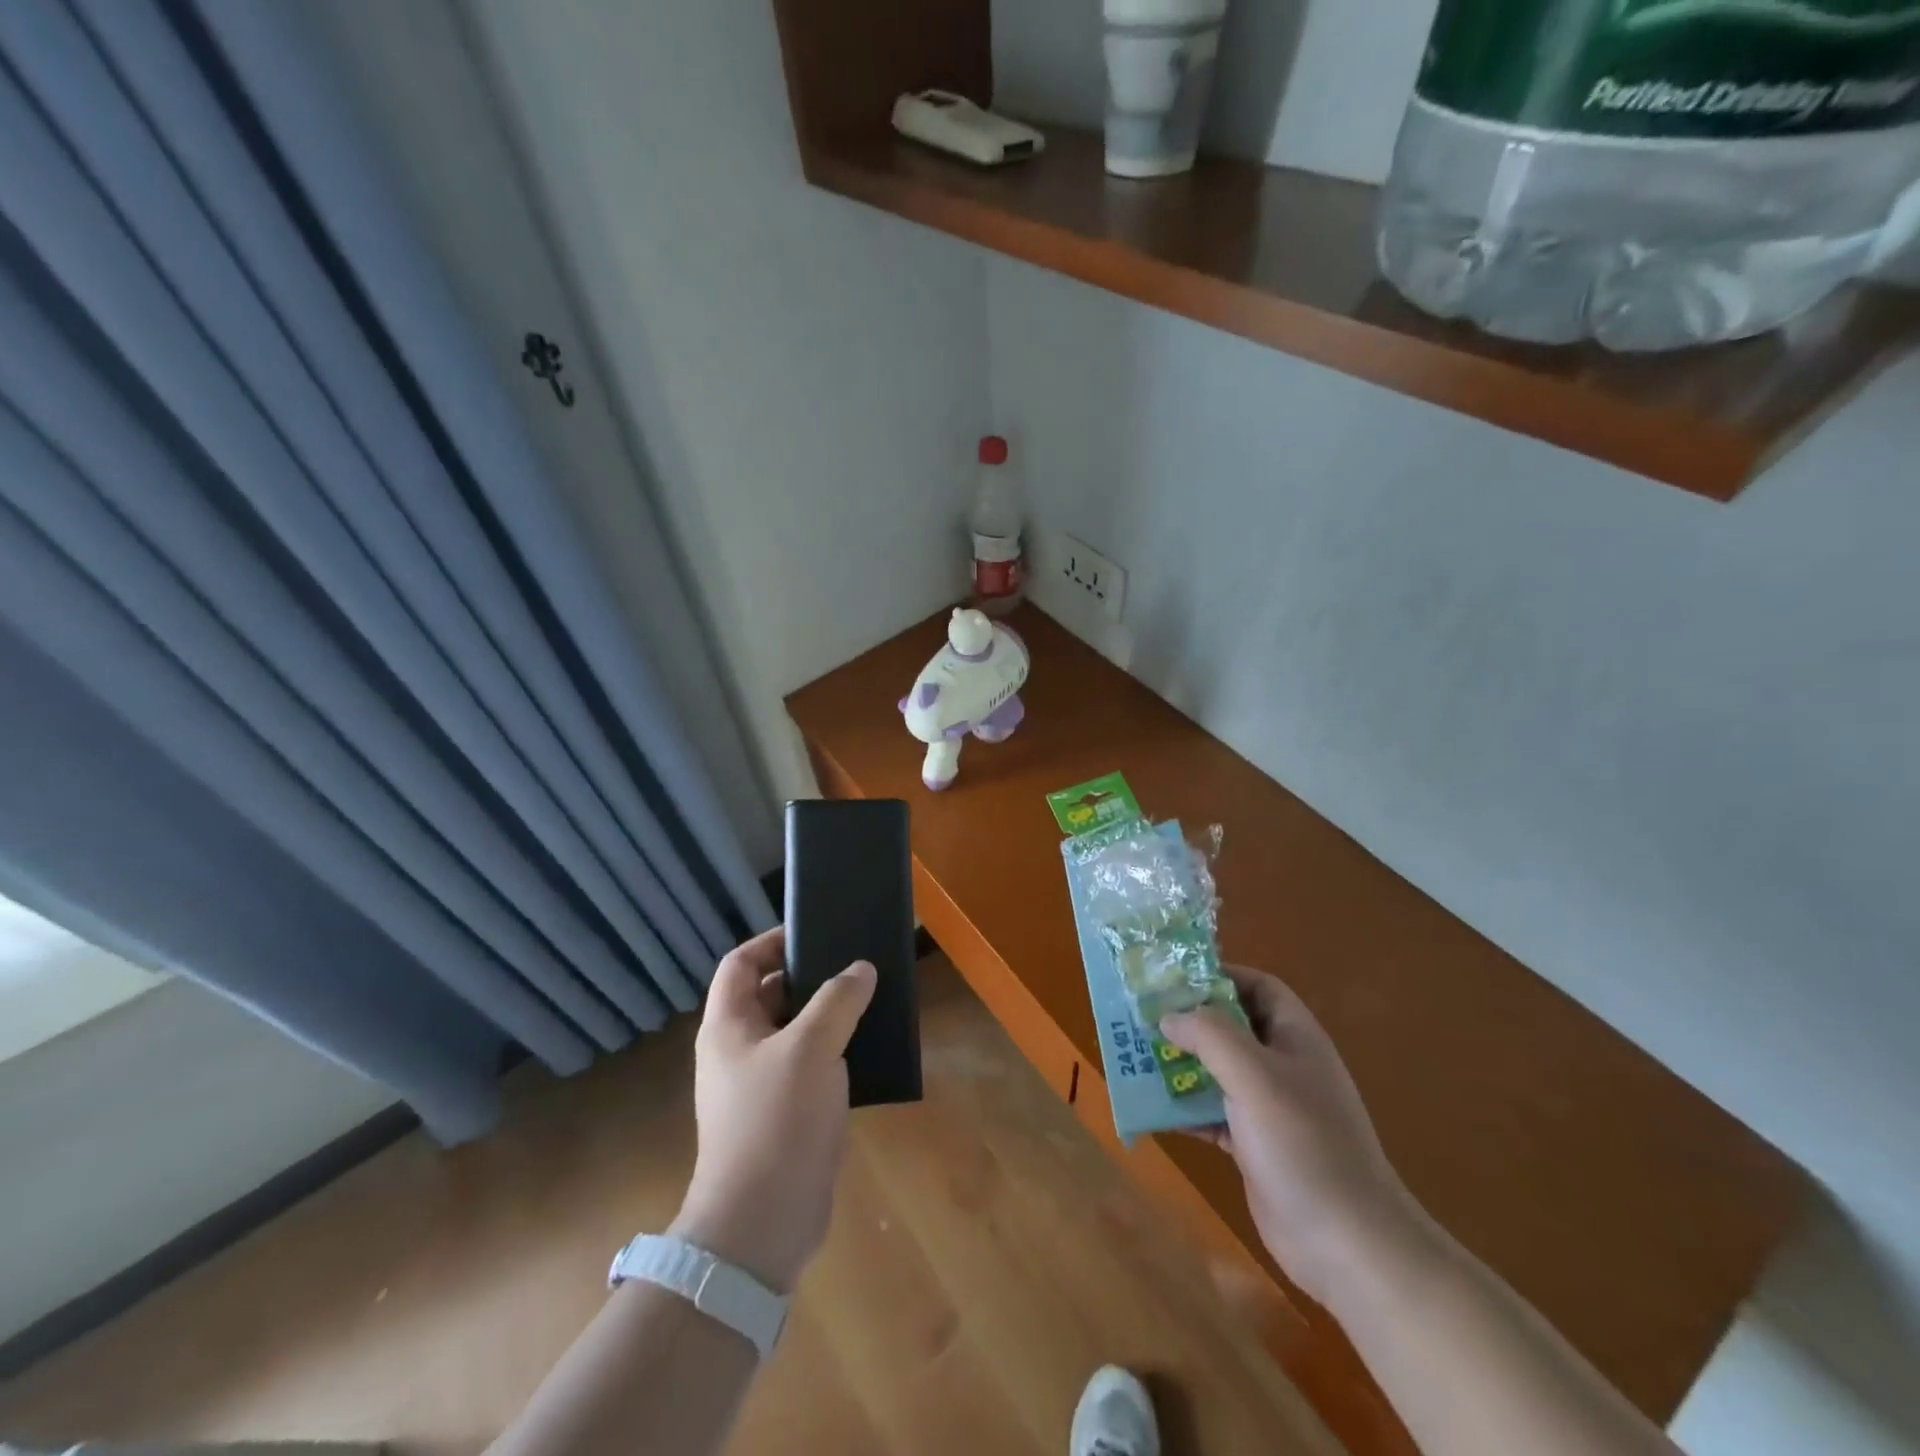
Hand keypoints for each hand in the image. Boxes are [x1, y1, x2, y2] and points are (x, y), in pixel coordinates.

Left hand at [670, 926, 875, 1293]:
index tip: (814, 933)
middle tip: (856, 966)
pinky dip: (836, 1052)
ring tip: (871, 1002)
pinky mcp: (785, 1114)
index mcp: (729, 1026)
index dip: (772, 941)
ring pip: (796, 1032)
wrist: (762, 1224)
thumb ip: (838, 1000)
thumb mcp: (811, 1048)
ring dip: (830, 1016)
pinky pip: (811, 1067)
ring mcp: (761, 1085)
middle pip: (772, 994)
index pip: (740, 963)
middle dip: (812, 978)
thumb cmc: (777, 1121)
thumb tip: (861, 969)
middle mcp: (739, 1050)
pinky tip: (870, 1049)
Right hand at [1162, 967, 1421, 1306]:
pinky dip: (1185, 1108)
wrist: (1348, 1245)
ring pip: (1218, 1071)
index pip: (1258, 986)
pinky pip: (1213, 1113)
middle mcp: (1283, 1066)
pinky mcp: (1255, 1145)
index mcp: (1294, 1037)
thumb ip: (1209, 1034)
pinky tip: (1153, 1109)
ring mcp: (1270, 1108)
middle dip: (1189, 1021)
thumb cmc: (1304, 1144)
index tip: (1173, 978)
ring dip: (1181, 1064)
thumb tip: (1168, 1014)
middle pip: (1231, 1027)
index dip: (1220, 976)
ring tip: (1136, 1056)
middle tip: (1142, 1016)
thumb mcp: (1253, 1075)